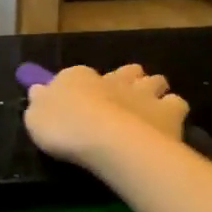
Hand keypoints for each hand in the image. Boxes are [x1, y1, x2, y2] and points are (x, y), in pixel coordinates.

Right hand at [24, 64, 188, 169]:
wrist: (106, 139)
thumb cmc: (64, 127)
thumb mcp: (36, 117)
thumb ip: (39, 102)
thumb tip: (38, 90)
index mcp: (79, 77)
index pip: (80, 74)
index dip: (81, 85)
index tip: (78, 100)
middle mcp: (114, 79)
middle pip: (127, 71)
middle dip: (127, 80)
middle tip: (122, 98)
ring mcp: (144, 93)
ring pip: (155, 81)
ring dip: (152, 90)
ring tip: (147, 108)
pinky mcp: (168, 111)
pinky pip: (176, 104)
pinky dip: (172, 110)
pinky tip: (166, 124)